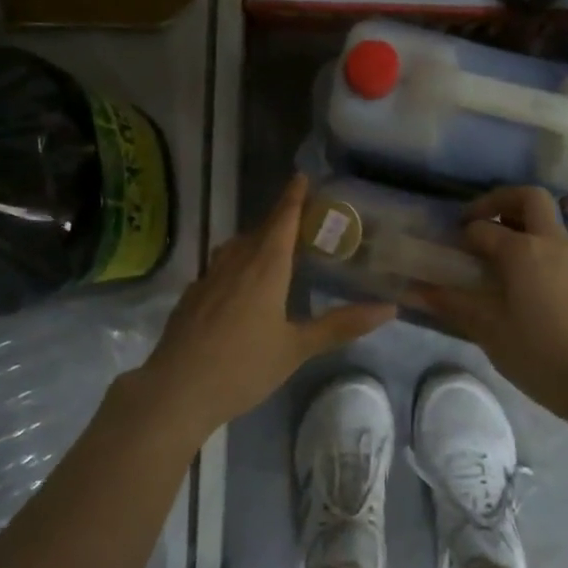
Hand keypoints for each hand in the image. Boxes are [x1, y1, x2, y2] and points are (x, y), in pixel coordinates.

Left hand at [133, 174, 395, 434]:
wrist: (177, 390)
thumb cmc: (243, 367)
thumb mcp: (297, 348)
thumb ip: (341, 325)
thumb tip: (390, 308)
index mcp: (264, 267)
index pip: (282, 220)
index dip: (293, 198)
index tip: (301, 177)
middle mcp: (234, 263)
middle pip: (259, 231)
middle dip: (279, 221)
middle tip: (300, 220)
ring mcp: (207, 279)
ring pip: (235, 248)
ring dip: (254, 241)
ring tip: (272, 250)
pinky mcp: (190, 297)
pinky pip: (218, 268)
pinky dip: (234, 264)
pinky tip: (238, 286)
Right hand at [407, 186, 567, 416]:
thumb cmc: (535, 351)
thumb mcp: (486, 327)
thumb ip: (450, 302)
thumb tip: (412, 291)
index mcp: (523, 249)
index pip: (482, 227)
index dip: (460, 235)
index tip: (445, 249)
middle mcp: (549, 243)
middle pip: (528, 198)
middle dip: (498, 201)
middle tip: (475, 223)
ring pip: (544, 221)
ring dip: (516, 223)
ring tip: (489, 254)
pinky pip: (551, 245)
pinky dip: (530, 246)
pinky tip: (513, 281)